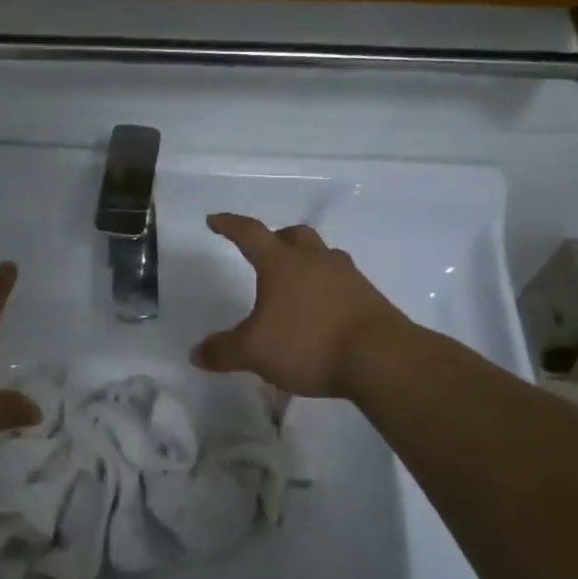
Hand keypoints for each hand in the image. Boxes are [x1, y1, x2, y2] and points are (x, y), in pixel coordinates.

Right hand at [191, 214, 409, 397]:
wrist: (381, 358)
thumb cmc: (308, 343)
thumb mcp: (255, 352)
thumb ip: (224, 351)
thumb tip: (196, 354)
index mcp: (281, 264)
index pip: (250, 233)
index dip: (230, 225)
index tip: (215, 220)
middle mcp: (314, 260)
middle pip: (293, 235)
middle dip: (276, 238)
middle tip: (265, 251)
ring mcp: (347, 276)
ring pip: (322, 255)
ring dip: (306, 261)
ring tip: (296, 282)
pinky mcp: (369, 297)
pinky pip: (342, 281)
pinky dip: (327, 288)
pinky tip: (323, 311)